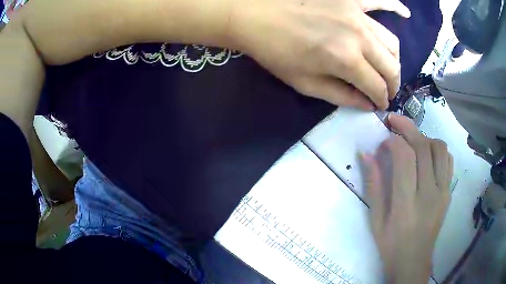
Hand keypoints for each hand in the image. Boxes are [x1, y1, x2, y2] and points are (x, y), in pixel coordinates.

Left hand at [229, 0, 409, 109]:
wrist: (256, 17)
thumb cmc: (276, 52)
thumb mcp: (305, 84)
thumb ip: (341, 97)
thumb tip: (367, 105)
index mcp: (347, 60)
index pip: (377, 87)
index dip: (381, 100)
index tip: (380, 105)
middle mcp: (360, 37)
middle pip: (391, 66)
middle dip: (393, 84)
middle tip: (387, 91)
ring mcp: (357, 14)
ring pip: (391, 41)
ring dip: (394, 60)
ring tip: (388, 68)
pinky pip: (380, 1)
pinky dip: (395, 7)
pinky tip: (405, 14)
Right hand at [361, 114, 452, 282]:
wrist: (414, 261)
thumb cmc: (391, 244)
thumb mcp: (375, 220)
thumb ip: (373, 185)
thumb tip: (366, 154)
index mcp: (406, 204)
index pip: (404, 157)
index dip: (393, 140)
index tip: (383, 140)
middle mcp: (428, 193)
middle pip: (423, 146)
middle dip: (407, 127)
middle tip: (394, 121)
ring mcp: (442, 192)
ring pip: (439, 148)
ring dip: (424, 137)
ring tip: (412, 140)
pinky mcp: (449, 193)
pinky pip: (448, 160)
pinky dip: (438, 149)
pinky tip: (427, 154)